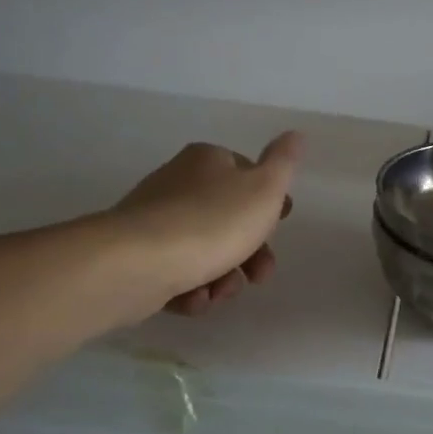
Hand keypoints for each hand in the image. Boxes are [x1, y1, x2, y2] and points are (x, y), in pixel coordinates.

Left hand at [111, 133, 303, 315]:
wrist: (136, 263)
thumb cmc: (211, 221)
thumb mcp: (264, 189)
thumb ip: (284, 163)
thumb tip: (295, 134)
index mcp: (208, 161)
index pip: (248, 175)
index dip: (269, 204)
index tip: (278, 229)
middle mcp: (179, 183)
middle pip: (229, 219)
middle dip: (250, 253)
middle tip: (259, 276)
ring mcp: (155, 220)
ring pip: (204, 251)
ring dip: (222, 278)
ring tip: (220, 293)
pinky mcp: (137, 256)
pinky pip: (175, 272)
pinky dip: (190, 290)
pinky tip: (193, 300)